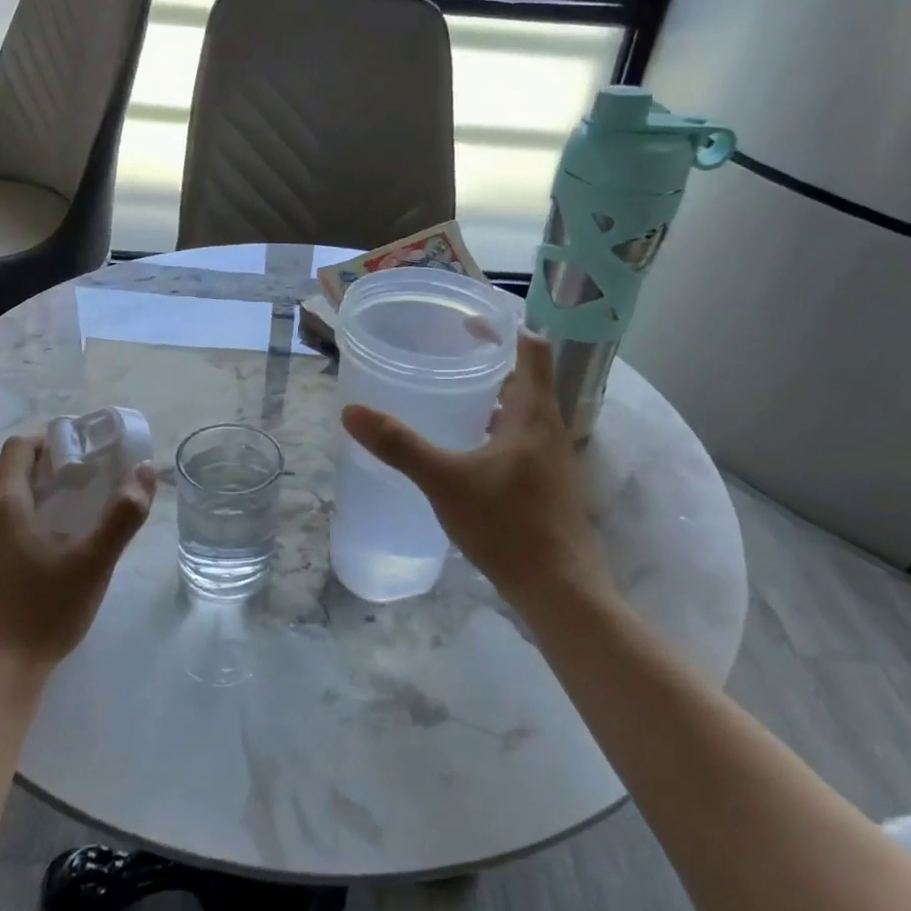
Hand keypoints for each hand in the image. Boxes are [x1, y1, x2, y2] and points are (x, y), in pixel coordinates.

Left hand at [0, 433, 154, 680]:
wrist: (0, 670)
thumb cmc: (48, 609)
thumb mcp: (96, 561)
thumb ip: (123, 515)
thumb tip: (145, 471)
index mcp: (4, 504)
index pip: (18, 448)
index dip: (48, 437)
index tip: (80, 445)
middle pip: (2, 466)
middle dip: (36, 459)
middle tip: (75, 470)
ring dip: (22, 484)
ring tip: (61, 499)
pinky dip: (11, 510)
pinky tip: (40, 536)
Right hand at [340, 333, 614, 612]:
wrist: (558, 588)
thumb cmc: (507, 525)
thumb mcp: (445, 481)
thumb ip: (400, 445)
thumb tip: (352, 411)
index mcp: (533, 413)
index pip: (532, 347)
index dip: (503, 327)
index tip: (465, 322)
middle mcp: (547, 427)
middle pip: (524, 378)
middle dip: (487, 362)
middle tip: (442, 356)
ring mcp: (548, 458)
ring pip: (520, 411)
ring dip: (489, 398)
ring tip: (445, 396)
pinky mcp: (543, 484)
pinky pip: (517, 439)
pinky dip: (491, 429)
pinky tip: (460, 449)